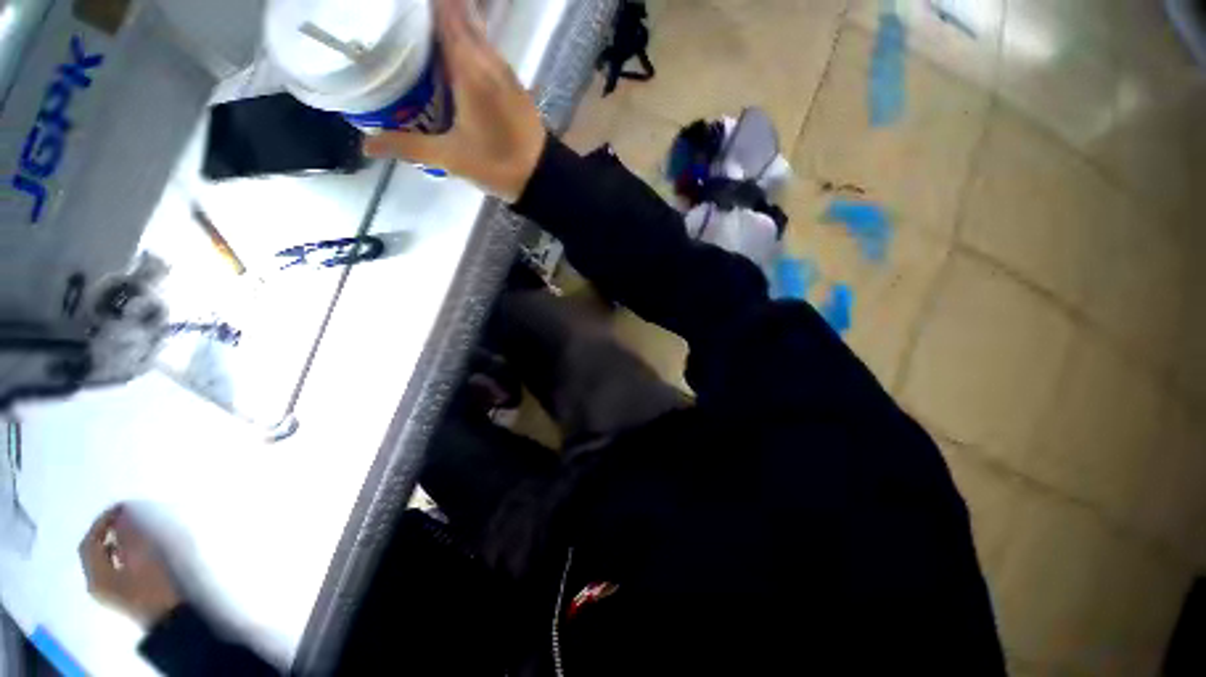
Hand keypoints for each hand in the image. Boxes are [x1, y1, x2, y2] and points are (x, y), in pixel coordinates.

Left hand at [79, 505, 180, 628]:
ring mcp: (103, 590)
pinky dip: (113, 553)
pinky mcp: (115, 592)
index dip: (101, 522)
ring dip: (108, 542)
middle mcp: (93, 581)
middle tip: (119, 516)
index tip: (119, 507)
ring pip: (98, 559)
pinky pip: (107, 567)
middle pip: (91, 551)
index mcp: (95, 574)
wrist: (166, 618)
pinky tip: (127, 551)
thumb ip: (129, 537)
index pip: (90, 542)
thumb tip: (120, 516)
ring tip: (125, 529)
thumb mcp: (143, 559)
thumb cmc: (153, 586)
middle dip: (103, 532)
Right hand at [363, 0, 546, 201]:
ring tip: (422, 24)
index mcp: (470, 69)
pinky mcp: (514, 83)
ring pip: (476, 31)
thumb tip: (365, 144)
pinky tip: (452, 50)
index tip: (402, 4)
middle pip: (460, 16)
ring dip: (452, 21)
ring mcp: (505, 71)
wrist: (543, 176)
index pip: (445, 14)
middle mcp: (489, 60)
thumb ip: (406, 146)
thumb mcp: (450, 158)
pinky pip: (487, 49)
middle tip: (405, 14)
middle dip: (435, 8)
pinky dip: (468, 39)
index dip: (428, 4)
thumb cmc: (497, 165)